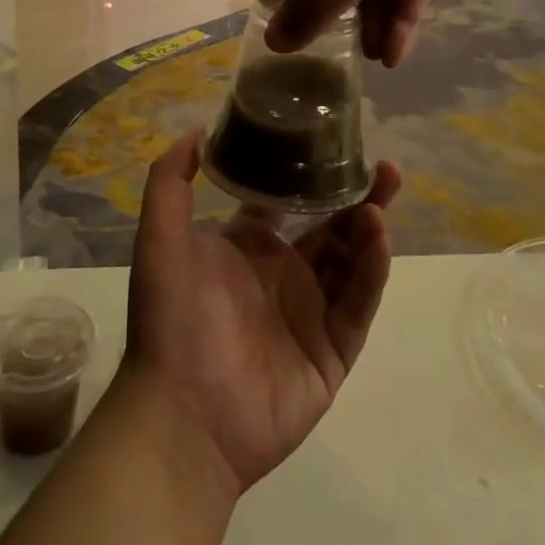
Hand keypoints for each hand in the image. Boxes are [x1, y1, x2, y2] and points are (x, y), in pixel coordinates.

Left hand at [123, 129, 400, 493]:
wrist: (182, 416)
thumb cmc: (172, 318)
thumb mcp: (160, 238)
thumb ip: (170, 180)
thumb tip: (198, 128)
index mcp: (248, 246)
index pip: (287, 200)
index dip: (311, 173)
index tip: (336, 143)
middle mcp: (282, 274)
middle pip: (331, 226)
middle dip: (358, 197)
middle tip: (385, 168)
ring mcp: (310, 314)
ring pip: (351, 261)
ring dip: (368, 228)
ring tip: (382, 197)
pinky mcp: (332, 353)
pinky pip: (358, 305)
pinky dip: (371, 271)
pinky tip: (378, 237)